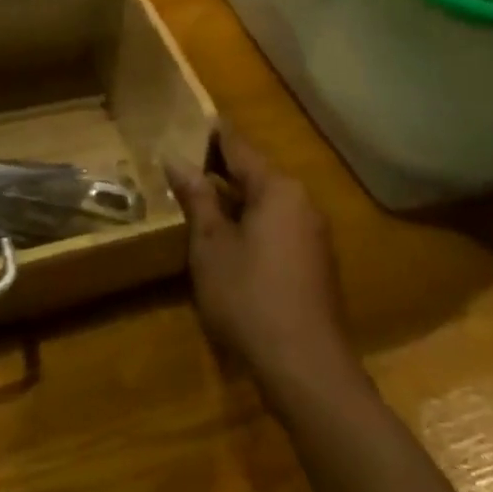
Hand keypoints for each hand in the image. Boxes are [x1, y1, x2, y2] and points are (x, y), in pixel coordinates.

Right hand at [166, 125, 352, 393]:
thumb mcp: (211, 246)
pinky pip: (278, 226)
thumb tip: (176, 159)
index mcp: (277, 188)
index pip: (239, 147)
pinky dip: (252, 223)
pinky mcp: (316, 263)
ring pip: (267, 202)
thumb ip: (197, 199)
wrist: (308, 371)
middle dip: (220, 168)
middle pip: (255, 173)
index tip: (188, 120)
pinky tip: (229, 239)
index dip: (211, 134)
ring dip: (236, 199)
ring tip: (200, 199)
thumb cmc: (251, 299)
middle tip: (184, 163)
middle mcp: (301, 201)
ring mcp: (313, 233)